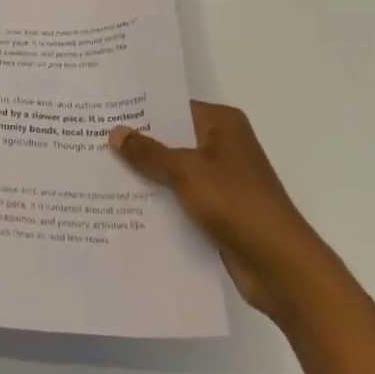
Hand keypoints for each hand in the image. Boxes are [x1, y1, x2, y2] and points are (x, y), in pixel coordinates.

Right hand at [109, 102, 321, 317]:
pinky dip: (161, 202)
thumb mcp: (187, 171)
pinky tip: (126, 207)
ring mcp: (222, 180)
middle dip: (139, 145)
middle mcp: (223, 145)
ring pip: (175, 171)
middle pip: (173, 139)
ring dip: (147, 177)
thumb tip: (115, 132)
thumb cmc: (236, 203)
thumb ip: (149, 153)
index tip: (105, 112)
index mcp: (222, 124)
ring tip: (101, 173)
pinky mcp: (219, 211)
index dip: (141, 110)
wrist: (280, 266)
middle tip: (94, 141)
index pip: (174, 107)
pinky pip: (182, 199)